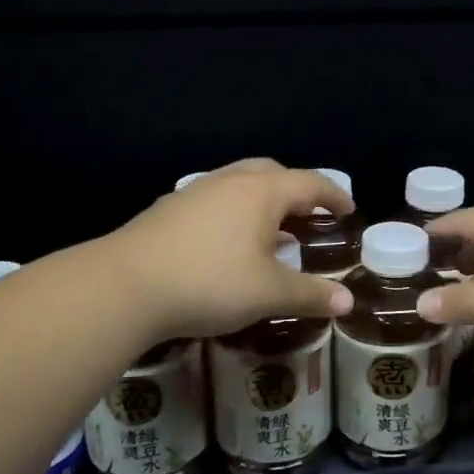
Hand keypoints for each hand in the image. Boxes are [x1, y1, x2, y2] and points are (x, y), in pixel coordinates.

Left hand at [109, 160, 354, 342]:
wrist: (125, 285)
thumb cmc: (210, 282)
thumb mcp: (269, 294)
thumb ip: (310, 294)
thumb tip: (347, 301)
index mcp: (261, 192)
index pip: (309, 183)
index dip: (333, 195)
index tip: (348, 210)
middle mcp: (229, 182)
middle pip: (272, 173)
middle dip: (296, 190)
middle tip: (309, 214)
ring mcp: (193, 193)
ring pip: (238, 184)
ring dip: (262, 200)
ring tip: (271, 229)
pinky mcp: (167, 211)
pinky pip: (214, 201)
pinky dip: (233, 212)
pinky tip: (227, 243)